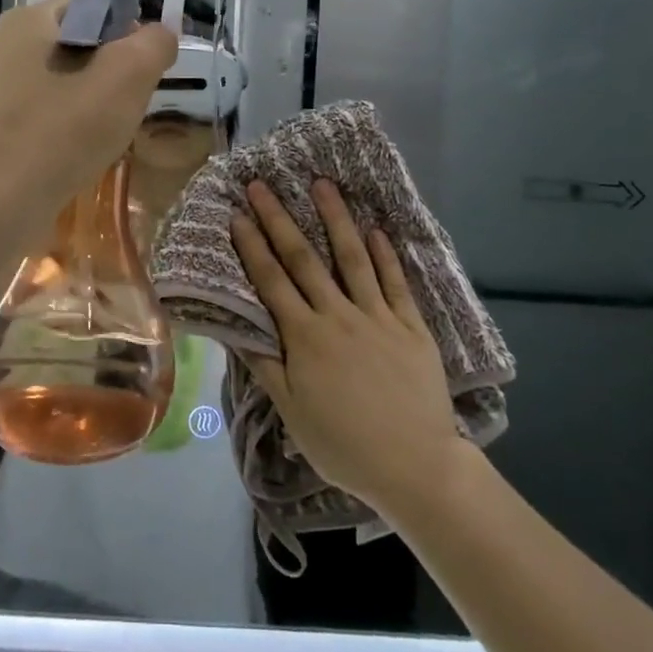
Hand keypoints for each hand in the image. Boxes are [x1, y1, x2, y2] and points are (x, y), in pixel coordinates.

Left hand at [0, 0, 176, 229]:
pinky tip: (71, 158)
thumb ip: (153, 45)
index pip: (88, 6)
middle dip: (105, 71)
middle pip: (69, 47)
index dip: (125, 29)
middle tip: (131, 104)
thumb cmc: (61, 131)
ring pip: (50, 87)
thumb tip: (160, 35)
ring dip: (81, 104)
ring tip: (105, 136)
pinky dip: (56, 132)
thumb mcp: (127, 77)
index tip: (145, 67)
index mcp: (24, 21)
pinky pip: (31, 120)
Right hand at [232, 179, 469, 517]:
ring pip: (352, 258)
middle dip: (279, 219)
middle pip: (304, 259)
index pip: (271, 281)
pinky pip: (395, 282)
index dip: (252, 246)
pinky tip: (376, 229)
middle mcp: (338, 316)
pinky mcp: (411, 326)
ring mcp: (378, 317)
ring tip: (321, 184)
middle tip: (262, 185)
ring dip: (335, 219)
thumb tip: (236, 327)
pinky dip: (385, 254)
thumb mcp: (293, 412)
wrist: (416, 467)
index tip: (237, 214)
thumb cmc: (344, 444)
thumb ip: (265, 365)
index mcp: (305, 338)